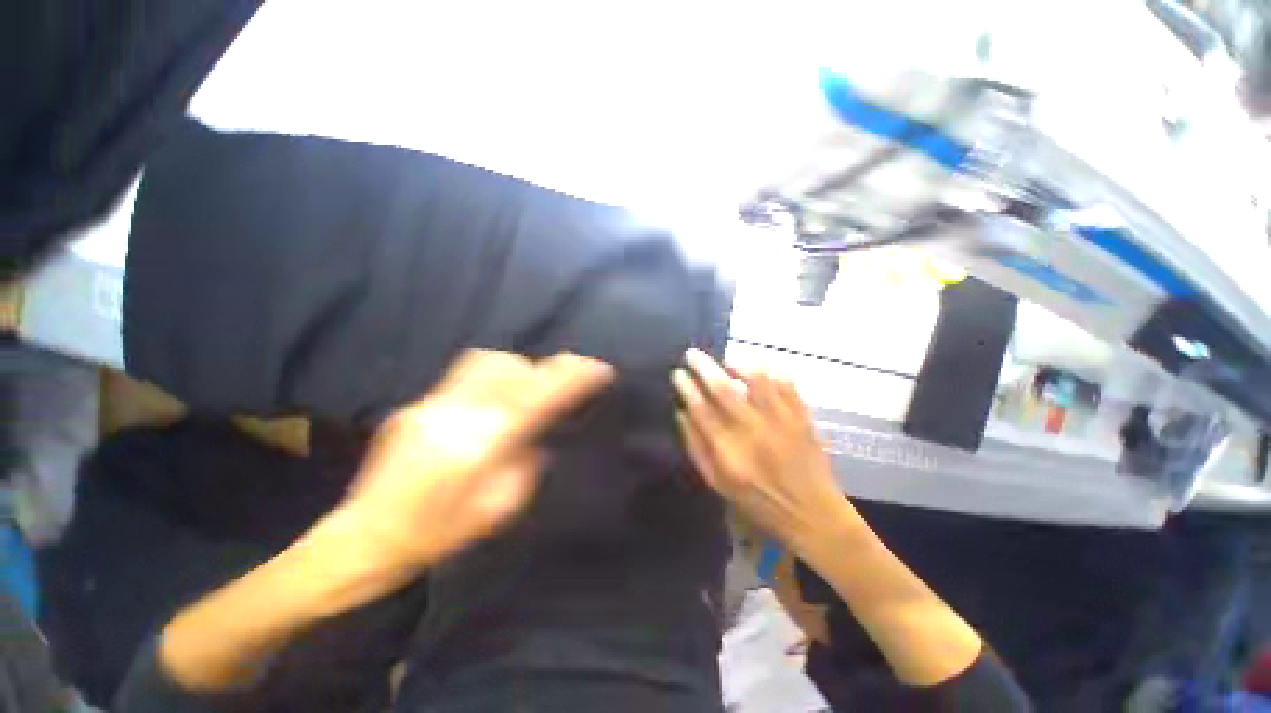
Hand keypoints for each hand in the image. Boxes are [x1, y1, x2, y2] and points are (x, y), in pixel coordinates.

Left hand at [334, 350, 613, 576]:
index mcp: (483, 444)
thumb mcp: (499, 508)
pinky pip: (465, 374)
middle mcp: (458, 413)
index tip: (601, 369)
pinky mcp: (417, 403)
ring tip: (529, 384)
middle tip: (567, 378)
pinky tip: (492, 398)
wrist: (365, 538)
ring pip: (487, 360)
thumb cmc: (438, 534)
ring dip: (518, 367)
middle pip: (513, 367)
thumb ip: (527, 463)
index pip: (540, 395)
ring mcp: (432, 403)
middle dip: (548, 368)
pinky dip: (492, 377)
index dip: (574, 377)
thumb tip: (538, 434)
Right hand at [672, 349, 858, 552]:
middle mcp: (753, 431)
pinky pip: (786, 383)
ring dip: (737, 362)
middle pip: (723, 389)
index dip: (686, 387)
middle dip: (703, 367)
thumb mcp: (717, 483)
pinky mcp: (802, 417)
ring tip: (726, 358)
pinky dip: (770, 371)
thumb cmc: (758, 502)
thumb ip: (696, 447)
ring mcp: (781, 421)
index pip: (700, 409)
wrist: (812, 514)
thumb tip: (681, 412)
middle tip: (692, 354)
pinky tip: (760, 371)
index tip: (678, 373)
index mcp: (728, 452)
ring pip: (757, 379)